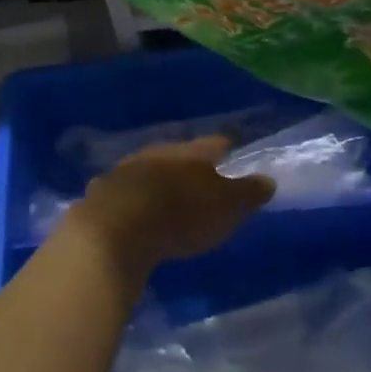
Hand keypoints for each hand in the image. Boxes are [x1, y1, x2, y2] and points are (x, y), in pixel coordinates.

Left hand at [64, 136, 273, 273]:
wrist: (116, 228)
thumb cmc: (182, 214)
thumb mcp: (228, 208)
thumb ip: (248, 193)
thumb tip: (267, 179)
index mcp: (191, 153)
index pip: (215, 144)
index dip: (225, 148)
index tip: (232, 151)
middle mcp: (158, 152)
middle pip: (178, 154)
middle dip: (188, 164)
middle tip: (199, 176)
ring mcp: (126, 170)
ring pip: (148, 168)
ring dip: (157, 179)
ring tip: (166, 195)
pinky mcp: (103, 192)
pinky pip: (123, 190)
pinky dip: (131, 197)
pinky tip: (132, 209)